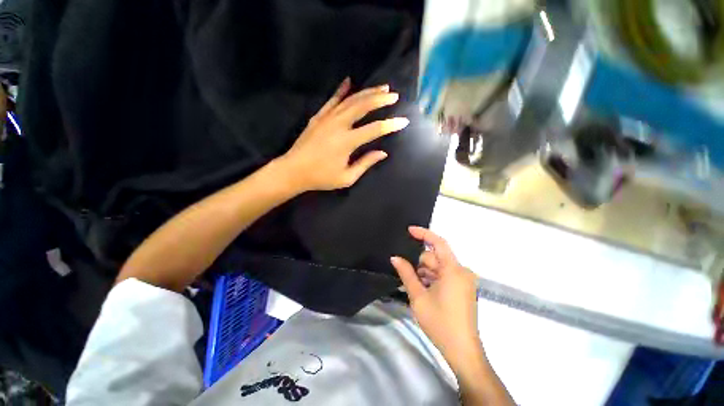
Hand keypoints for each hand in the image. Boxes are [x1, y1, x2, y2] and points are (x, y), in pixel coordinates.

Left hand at [278, 78, 408, 191]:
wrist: (293, 171)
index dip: (390, 125)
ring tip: (381, 87)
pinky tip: (349, 81)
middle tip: (393, 95)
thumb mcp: (346, 177)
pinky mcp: (318, 117)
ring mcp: (327, 118)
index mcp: (347, 142)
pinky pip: (332, 100)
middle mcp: (338, 125)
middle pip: (363, 106)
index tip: (403, 121)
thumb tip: (382, 153)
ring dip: (367, 92)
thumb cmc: (321, 177)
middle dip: (380, 99)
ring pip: (350, 100)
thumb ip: (365, 163)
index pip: (374, 130)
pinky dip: (341, 90)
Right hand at [391, 226, 483, 374]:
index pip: (438, 243)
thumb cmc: (440, 323)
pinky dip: (433, 279)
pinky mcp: (463, 288)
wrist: (462, 351)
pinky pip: (444, 275)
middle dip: (421, 265)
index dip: (423, 234)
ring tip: (418, 290)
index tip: (409, 230)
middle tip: (411, 280)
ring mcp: (464, 280)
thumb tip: (394, 258)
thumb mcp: (418, 296)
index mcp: (453, 270)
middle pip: (436, 258)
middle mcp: (462, 271)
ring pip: (439, 267)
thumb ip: (406, 273)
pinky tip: (425, 292)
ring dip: (426, 274)